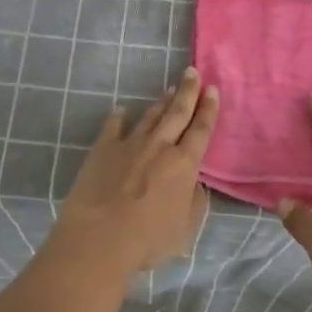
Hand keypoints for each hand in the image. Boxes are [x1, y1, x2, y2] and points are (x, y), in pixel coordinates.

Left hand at [56, 68, 218, 273]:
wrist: (99, 237)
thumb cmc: (147, 239)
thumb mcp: (185, 229)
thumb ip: (195, 203)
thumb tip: (196, 185)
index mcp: (184, 164)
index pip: (201, 130)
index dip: (208, 110)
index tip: (212, 90)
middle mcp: (160, 146)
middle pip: (177, 113)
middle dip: (188, 91)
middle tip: (192, 72)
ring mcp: (129, 144)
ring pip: (150, 117)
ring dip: (161, 102)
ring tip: (169, 89)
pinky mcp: (103, 149)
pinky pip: (113, 126)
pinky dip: (118, 117)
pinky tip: (121, 109)